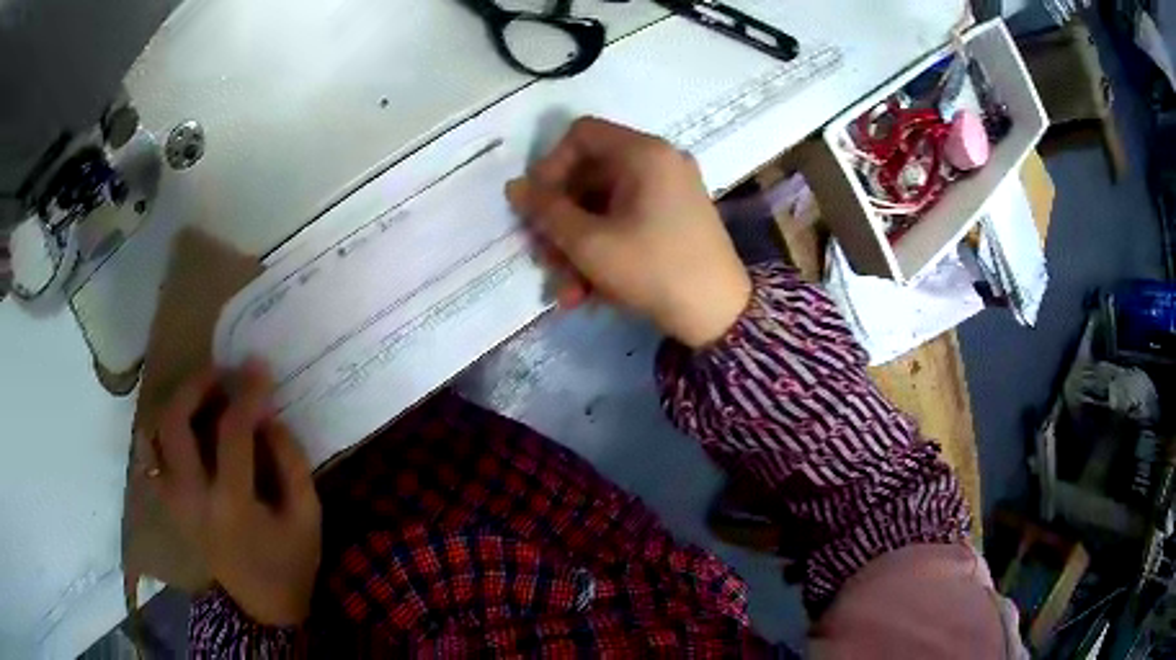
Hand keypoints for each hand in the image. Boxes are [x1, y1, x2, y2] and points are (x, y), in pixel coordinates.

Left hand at [151, 363, 320, 626]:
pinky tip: (184, 429)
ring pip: (154, 437)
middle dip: (195, 386)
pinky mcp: (172, 509)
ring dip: (175, 406)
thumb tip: (267, 417)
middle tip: (219, 373)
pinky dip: (162, 435)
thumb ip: (291, 461)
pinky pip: (153, 460)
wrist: (265, 607)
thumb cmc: (292, 564)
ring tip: (200, 396)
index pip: (232, 432)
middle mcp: (194, 499)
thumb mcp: (308, 516)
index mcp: (233, 504)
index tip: (259, 369)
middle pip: (174, 424)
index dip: (247, 393)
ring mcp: (176, 504)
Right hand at [506, 117, 750, 347]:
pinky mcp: (674, 221)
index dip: (550, 165)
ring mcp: (670, 193)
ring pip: (605, 207)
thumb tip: (515, 187)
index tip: (536, 205)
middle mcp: (659, 163)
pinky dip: (604, 252)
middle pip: (590, 175)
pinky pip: (627, 223)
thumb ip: (546, 211)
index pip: (581, 134)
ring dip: (577, 247)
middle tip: (542, 256)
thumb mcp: (590, 243)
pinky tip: (586, 294)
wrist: (720, 316)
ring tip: (564, 290)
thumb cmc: (653, 270)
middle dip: (560, 220)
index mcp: (644, 153)